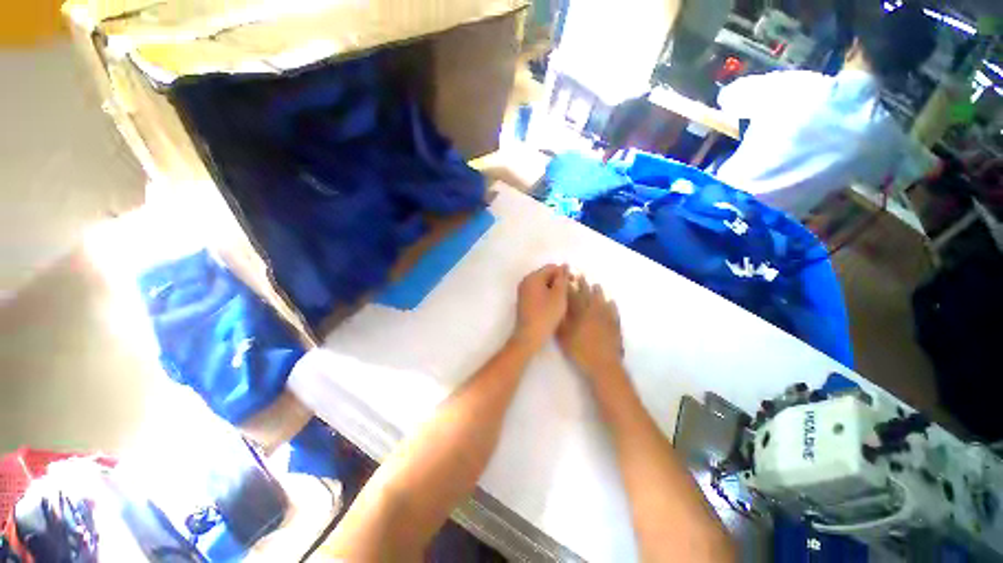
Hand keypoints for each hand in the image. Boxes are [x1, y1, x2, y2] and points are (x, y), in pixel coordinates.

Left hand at [514, 264, 569, 350]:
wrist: (529, 335)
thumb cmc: (546, 314)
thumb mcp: (559, 295)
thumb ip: (562, 278)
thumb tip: (564, 266)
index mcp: (533, 277)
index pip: (552, 267)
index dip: (564, 273)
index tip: (574, 284)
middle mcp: (526, 281)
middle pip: (546, 274)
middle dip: (558, 281)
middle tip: (569, 293)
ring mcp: (523, 291)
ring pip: (542, 284)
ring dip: (553, 289)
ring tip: (562, 300)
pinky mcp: (524, 301)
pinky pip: (537, 292)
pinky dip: (546, 295)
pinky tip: (553, 305)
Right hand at [557, 276, 623, 378]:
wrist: (603, 365)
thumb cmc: (580, 351)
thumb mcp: (564, 337)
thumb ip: (561, 321)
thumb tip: (558, 308)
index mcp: (580, 314)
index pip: (573, 297)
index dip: (569, 287)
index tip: (567, 278)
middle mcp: (593, 312)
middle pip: (588, 295)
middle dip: (583, 285)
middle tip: (581, 276)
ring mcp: (606, 318)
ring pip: (602, 301)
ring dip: (598, 292)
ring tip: (596, 285)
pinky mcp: (615, 326)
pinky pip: (614, 312)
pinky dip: (612, 306)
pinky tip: (611, 302)